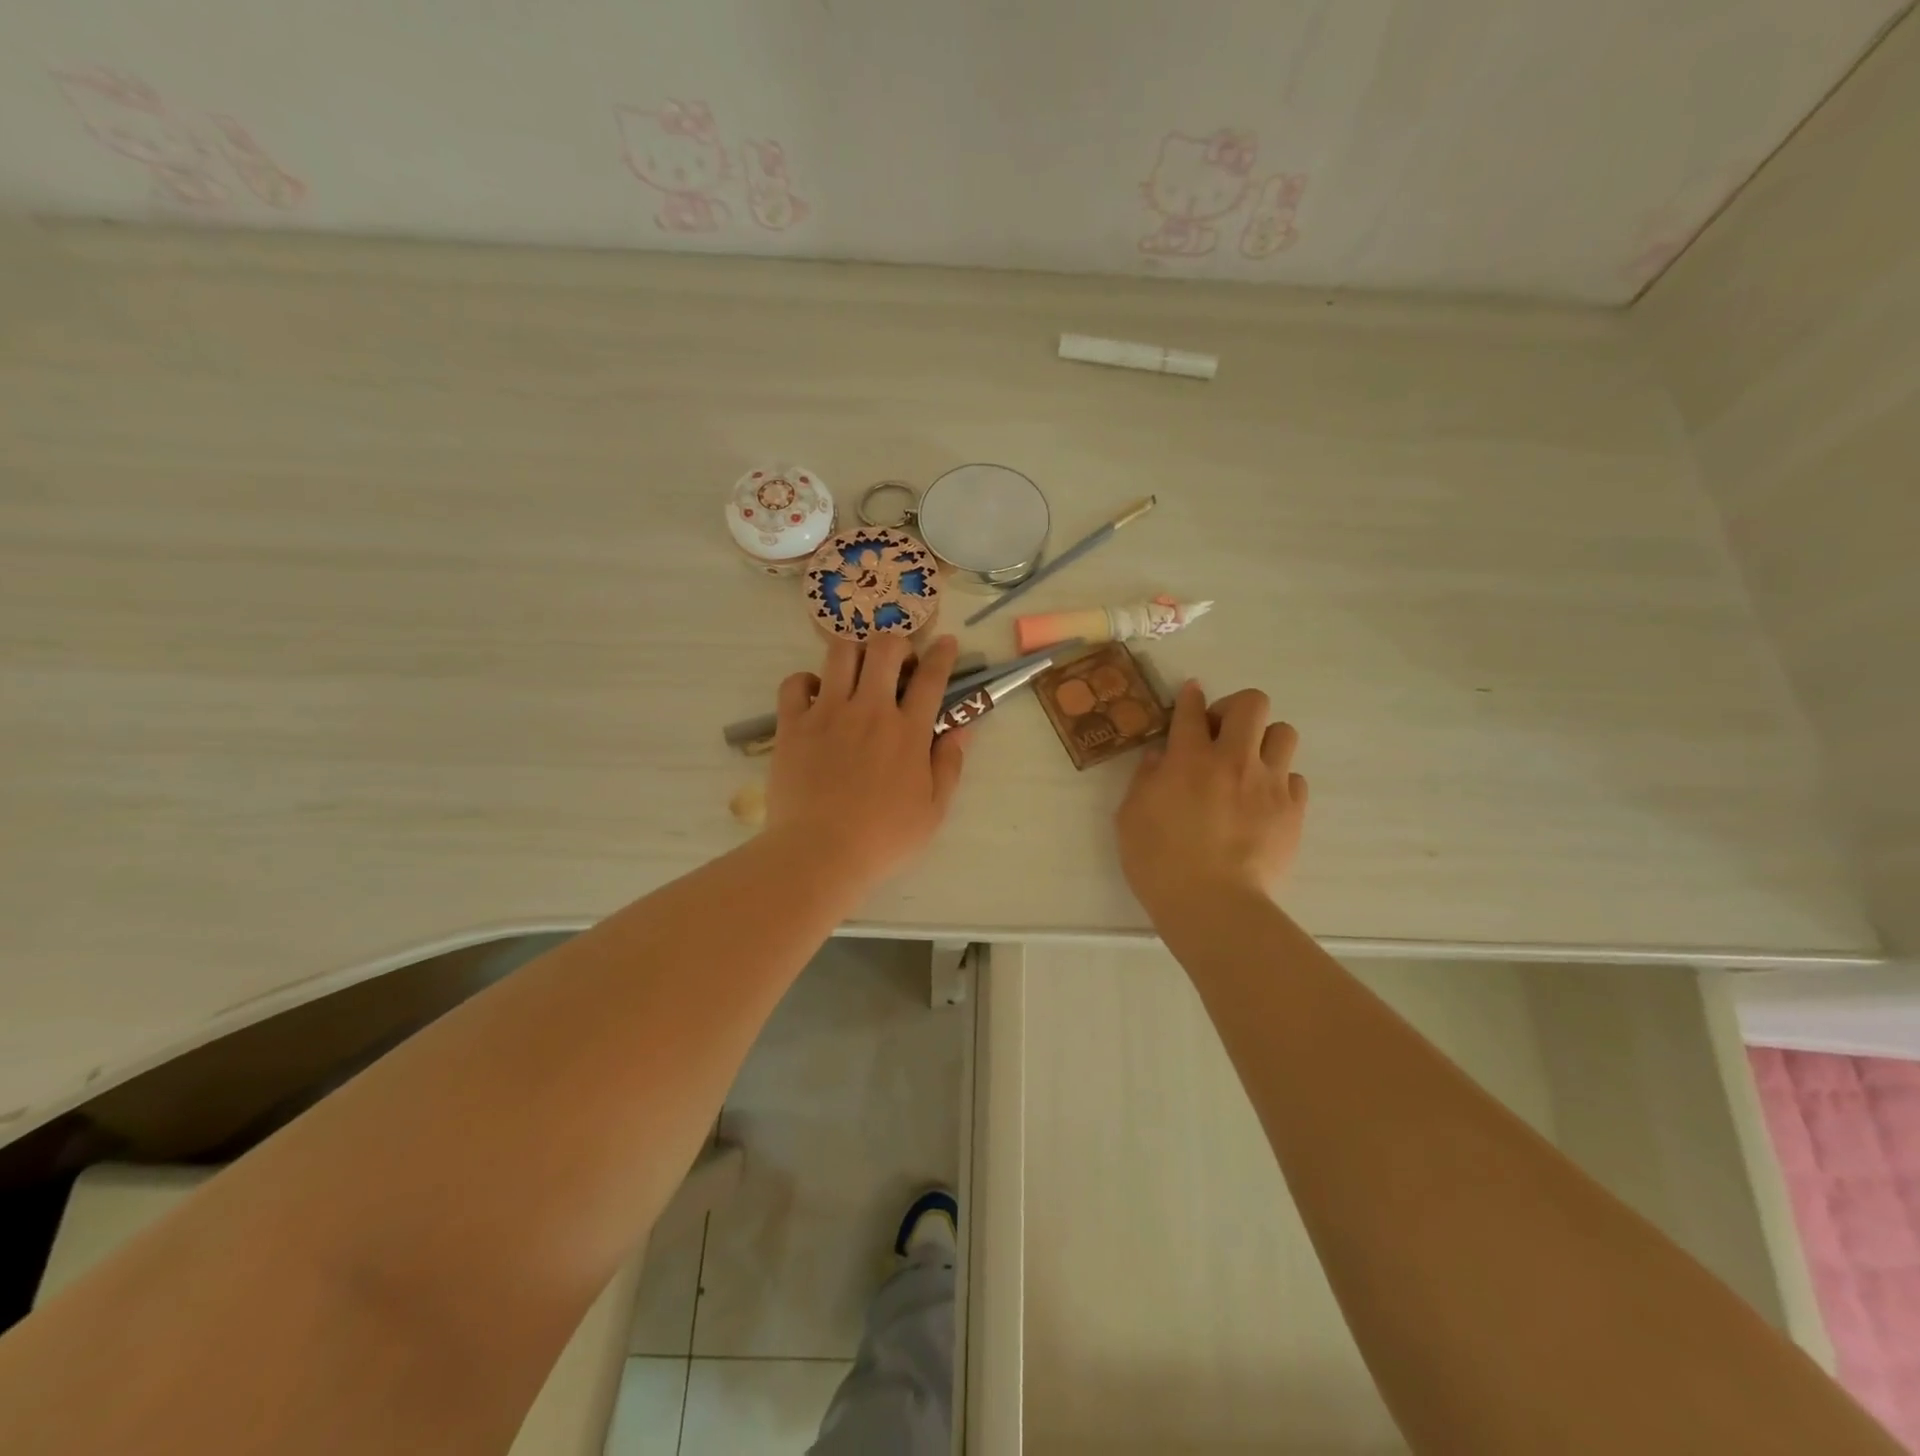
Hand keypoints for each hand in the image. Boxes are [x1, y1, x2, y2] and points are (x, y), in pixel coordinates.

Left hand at [764, 634, 968, 892]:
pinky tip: (815, 694)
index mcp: (907, 731)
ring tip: (856, 671)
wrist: (819, 853)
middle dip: (896, 644)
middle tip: (897, 663)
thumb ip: (949, 766)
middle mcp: (869, 710)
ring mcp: (827, 713)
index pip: (931, 678)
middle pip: (885, 648)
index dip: (943, 654)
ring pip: (840, 653)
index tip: (946, 643)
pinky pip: (794, 682)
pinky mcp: (793, 725)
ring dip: (854, 653)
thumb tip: (961, 730)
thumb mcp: (933, 811)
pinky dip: (806, 681)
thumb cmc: (882, 839)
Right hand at [1116, 682, 1306, 915]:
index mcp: (1189, 759)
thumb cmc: (1159, 863)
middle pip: (1252, 703)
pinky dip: (1278, 782)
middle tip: (1219, 734)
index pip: (1191, 709)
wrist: (1213, 905)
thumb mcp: (1130, 817)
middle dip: (1234, 708)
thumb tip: (1161, 758)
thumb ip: (1145, 779)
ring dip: (1263, 741)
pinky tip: (1262, 802)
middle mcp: (1233, 760)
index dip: (1190, 697)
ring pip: (1284, 733)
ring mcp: (1269, 784)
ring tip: (1247, 766)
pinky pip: (1294, 778)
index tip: (1191, 695)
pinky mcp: (1293, 811)